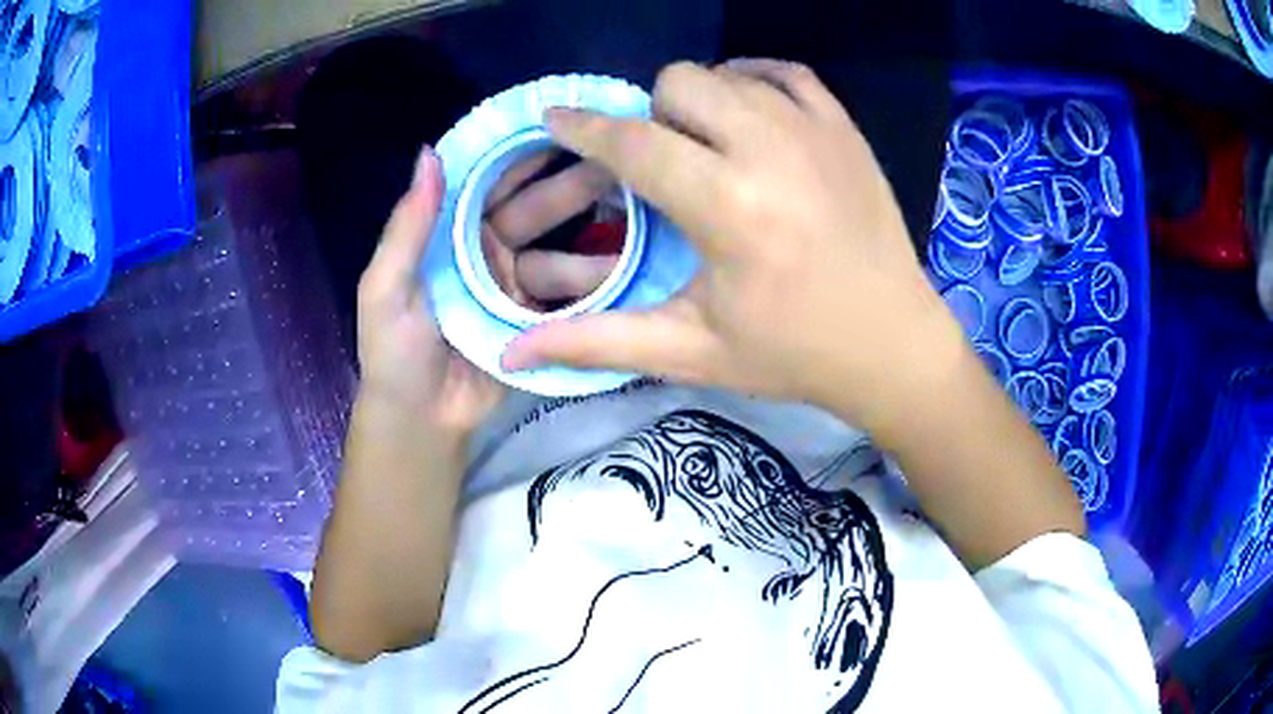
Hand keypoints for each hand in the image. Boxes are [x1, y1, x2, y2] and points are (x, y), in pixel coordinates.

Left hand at [356, 147, 619, 437]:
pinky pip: (571, 299)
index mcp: (451, 237)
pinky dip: (599, 287)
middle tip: (622, 164)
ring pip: (562, 254)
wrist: (421, 423)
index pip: (490, 185)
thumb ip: (407, 227)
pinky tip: (633, 271)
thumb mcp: (386, 288)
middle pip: (536, 212)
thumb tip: (430, 152)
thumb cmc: (395, 352)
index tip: (566, 126)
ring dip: (598, 240)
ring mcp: (517, 289)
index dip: (523, 156)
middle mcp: (488, 253)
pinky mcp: (539, 324)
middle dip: (574, 188)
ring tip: (644, 218)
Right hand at [502, 60, 966, 436]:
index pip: (634, 143)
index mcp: (729, 209)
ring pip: (726, 72)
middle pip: (678, 83)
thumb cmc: (792, 354)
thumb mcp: (691, 352)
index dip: (584, 126)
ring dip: (699, 102)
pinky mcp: (844, 126)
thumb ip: (596, 341)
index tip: (557, 116)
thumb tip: (510, 353)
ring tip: (709, 149)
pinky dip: (752, 82)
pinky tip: (750, 119)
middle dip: (653, 116)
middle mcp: (771, 151)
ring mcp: (815, 130)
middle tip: (666, 164)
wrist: (891, 342)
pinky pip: (781, 71)